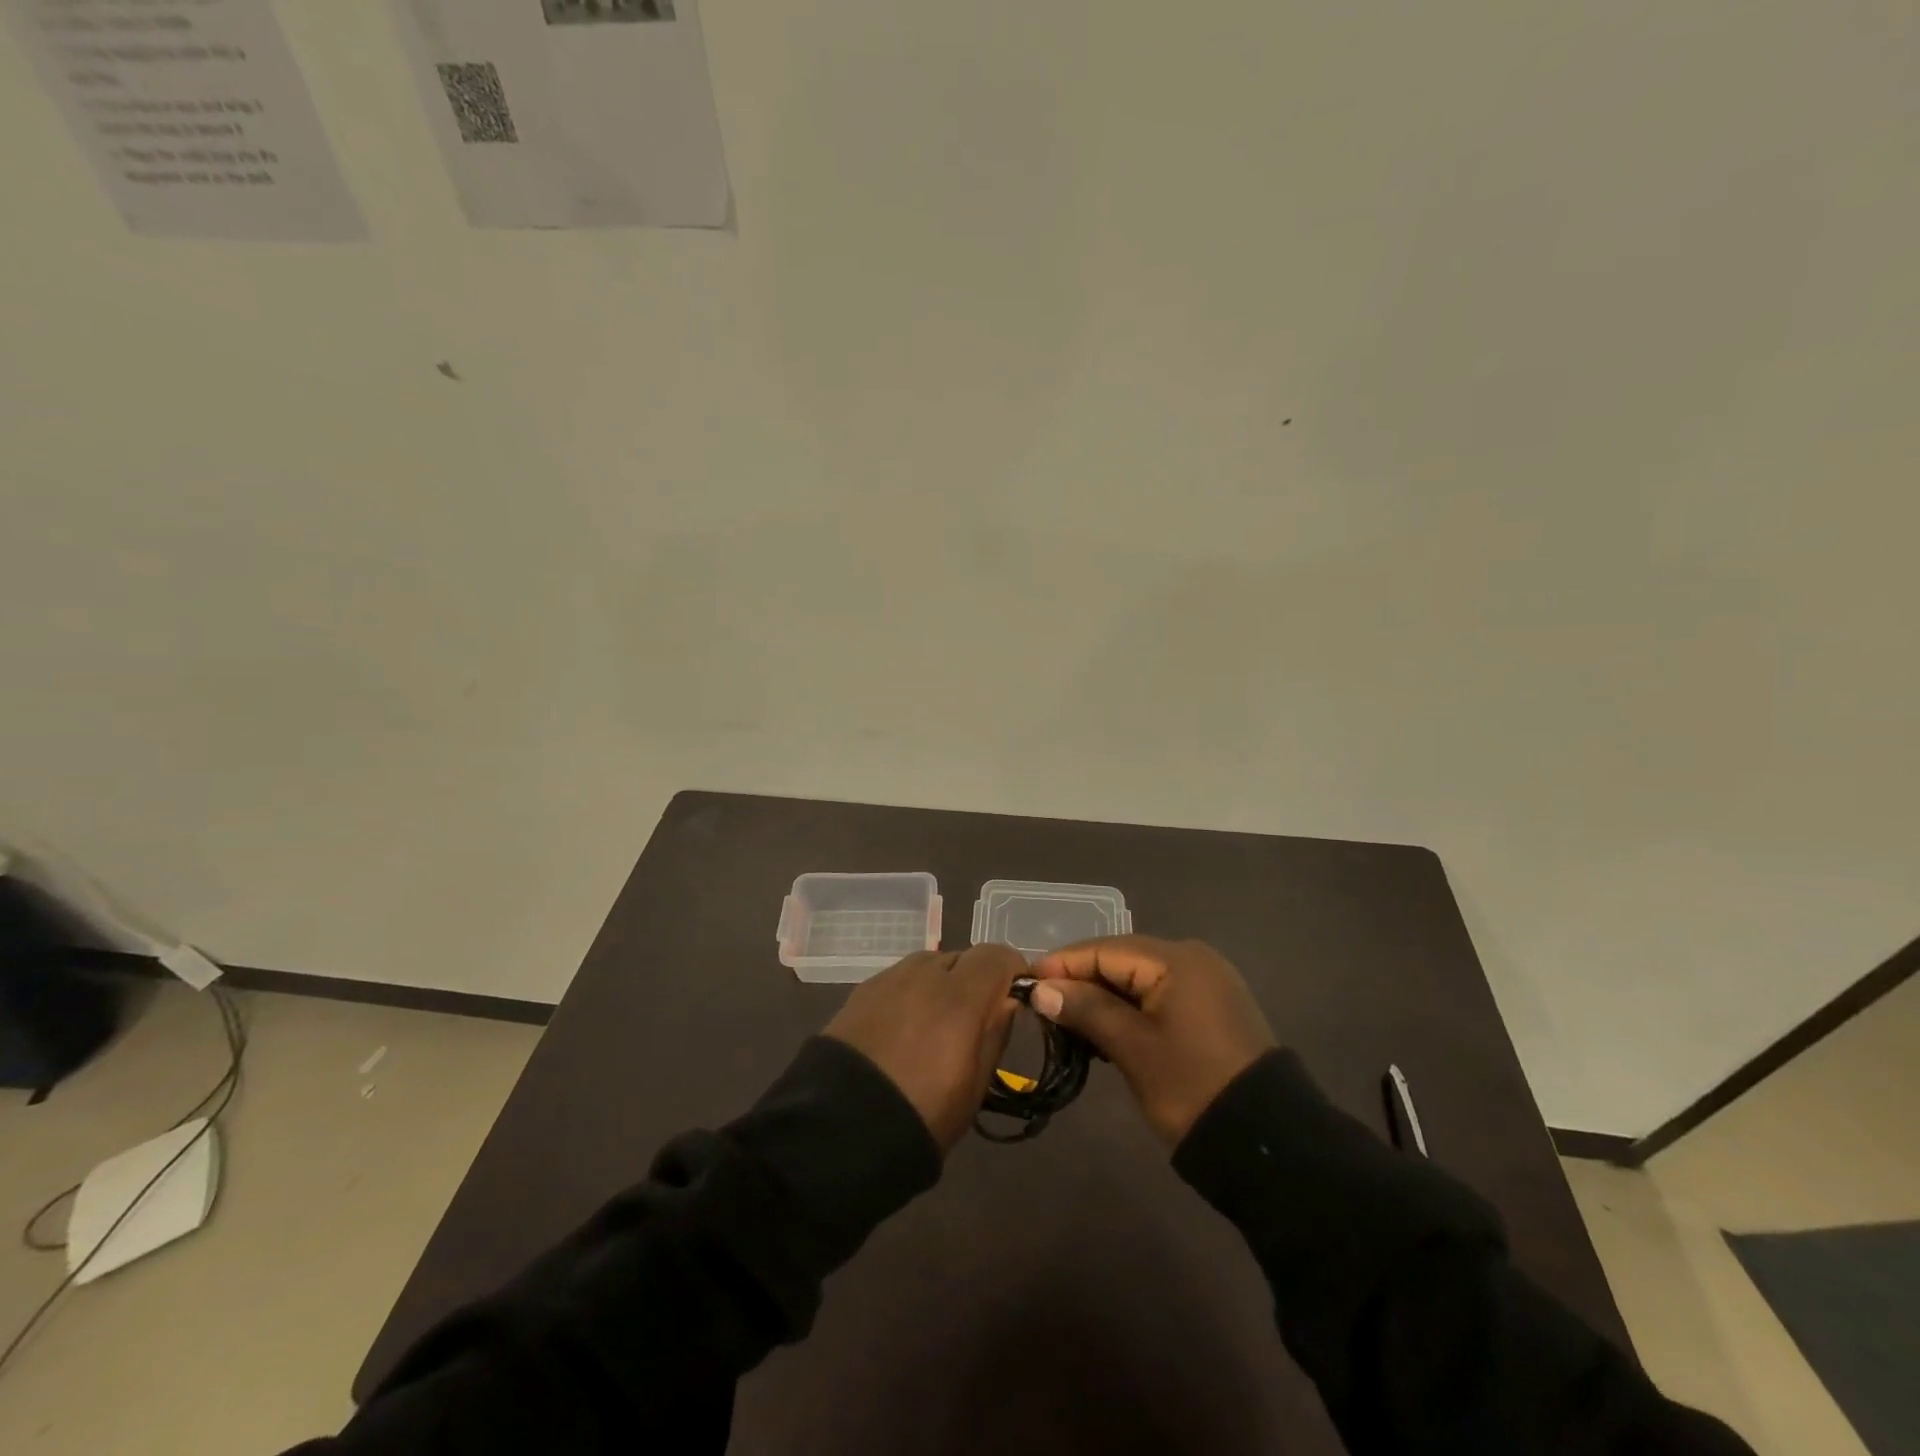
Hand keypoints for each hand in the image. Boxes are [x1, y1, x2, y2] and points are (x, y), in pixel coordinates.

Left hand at [824, 944, 1023, 1152]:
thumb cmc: (922, 1116)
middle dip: (975, 979)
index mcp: (959, 997)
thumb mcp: (975, 1085)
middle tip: (973, 1018)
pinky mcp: (861, 991)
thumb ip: (995, 1032)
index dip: (1010, 971)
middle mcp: (924, 974)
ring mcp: (888, 979)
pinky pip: (900, 978)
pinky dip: (911, 992)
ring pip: (929, 963)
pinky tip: (904, 1027)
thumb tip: (1006, 1001)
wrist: (839, 1132)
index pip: (996, 955)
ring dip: (941, 982)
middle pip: (962, 956)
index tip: (1013, 997)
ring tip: (935, 1022)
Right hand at [1029, 936, 1275, 1145]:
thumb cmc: (1193, 1088)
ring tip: (1066, 1022)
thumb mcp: (1134, 1049)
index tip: (1024, 985)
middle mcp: (1192, 958)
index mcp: (1176, 959)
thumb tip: (1041, 989)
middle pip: (1121, 959)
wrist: (1269, 1144)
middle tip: (1042, 1008)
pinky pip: (1157, 994)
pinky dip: (1129, 1009)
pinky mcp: (1211, 1008)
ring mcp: (1205, 982)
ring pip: (1138, 979)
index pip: (1104, 950)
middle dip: (1080, 981)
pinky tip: (1104, 1029)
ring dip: (1102, 997)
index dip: (1062, 966)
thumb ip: (1087, 1010)